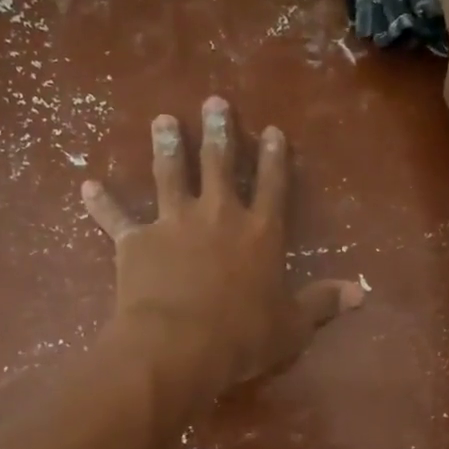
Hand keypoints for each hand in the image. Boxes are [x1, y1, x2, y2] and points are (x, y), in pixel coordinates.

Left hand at [82, 97, 364, 407]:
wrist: (179, 346)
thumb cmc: (243, 336)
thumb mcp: (293, 325)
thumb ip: (323, 303)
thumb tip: (362, 294)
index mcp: (260, 232)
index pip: (272, 185)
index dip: (274, 157)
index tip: (272, 130)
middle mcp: (218, 216)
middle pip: (219, 164)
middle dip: (218, 131)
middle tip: (214, 102)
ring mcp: (174, 224)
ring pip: (169, 174)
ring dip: (166, 146)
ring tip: (163, 120)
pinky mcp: (136, 241)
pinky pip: (116, 218)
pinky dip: (101, 203)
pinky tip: (86, 185)